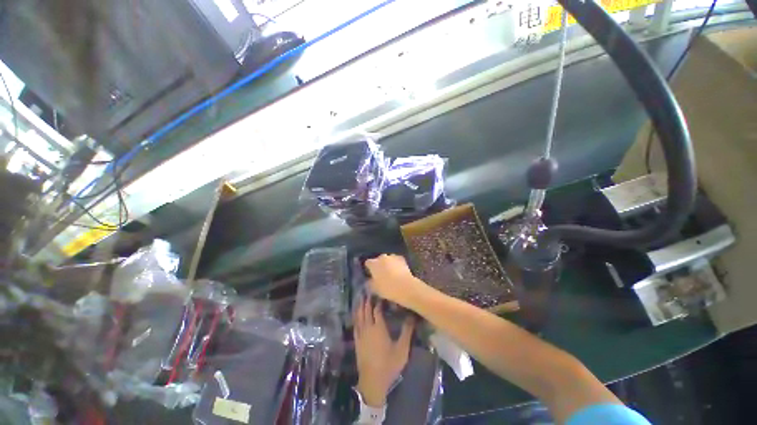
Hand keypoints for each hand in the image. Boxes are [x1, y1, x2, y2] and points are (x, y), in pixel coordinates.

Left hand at [354, 298, 413, 406]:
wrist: (372, 381)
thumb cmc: (389, 364)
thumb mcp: (402, 349)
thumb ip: (407, 331)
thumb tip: (412, 316)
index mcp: (379, 328)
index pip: (377, 310)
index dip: (378, 301)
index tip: (381, 293)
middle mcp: (368, 328)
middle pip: (366, 310)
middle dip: (368, 300)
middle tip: (369, 290)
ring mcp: (361, 334)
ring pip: (359, 315)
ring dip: (360, 305)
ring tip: (361, 297)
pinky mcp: (357, 340)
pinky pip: (355, 324)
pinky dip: (356, 316)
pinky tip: (356, 313)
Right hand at [364, 254, 425, 307]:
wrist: (405, 286)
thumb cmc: (387, 288)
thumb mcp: (375, 289)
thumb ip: (370, 283)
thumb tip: (369, 280)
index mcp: (373, 264)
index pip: (368, 263)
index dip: (369, 268)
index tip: (371, 274)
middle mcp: (382, 257)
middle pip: (378, 260)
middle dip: (379, 265)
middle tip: (381, 275)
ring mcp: (392, 256)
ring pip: (388, 259)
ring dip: (388, 264)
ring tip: (391, 273)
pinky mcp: (402, 258)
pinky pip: (396, 260)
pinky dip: (396, 264)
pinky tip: (399, 272)